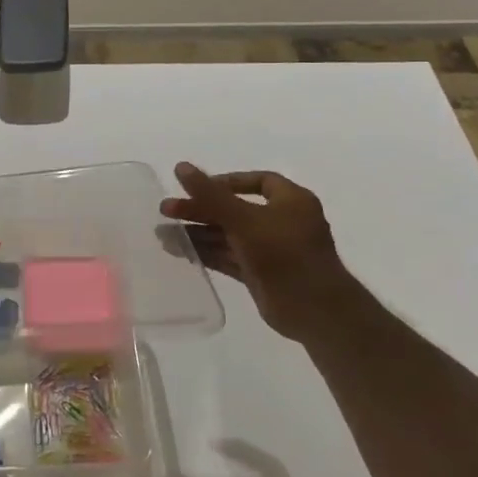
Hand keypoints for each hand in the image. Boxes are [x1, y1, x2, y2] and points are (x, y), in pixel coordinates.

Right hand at [160, 162, 354, 341]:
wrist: (314, 310)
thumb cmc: (284, 254)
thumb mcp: (244, 219)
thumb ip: (211, 195)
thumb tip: (181, 166)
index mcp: (291, 201)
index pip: (258, 181)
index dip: (226, 182)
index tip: (197, 188)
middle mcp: (282, 222)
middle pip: (235, 209)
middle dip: (201, 209)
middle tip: (166, 210)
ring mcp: (270, 250)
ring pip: (228, 235)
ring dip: (198, 233)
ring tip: (162, 233)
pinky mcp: (260, 273)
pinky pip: (228, 256)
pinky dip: (206, 252)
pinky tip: (178, 250)